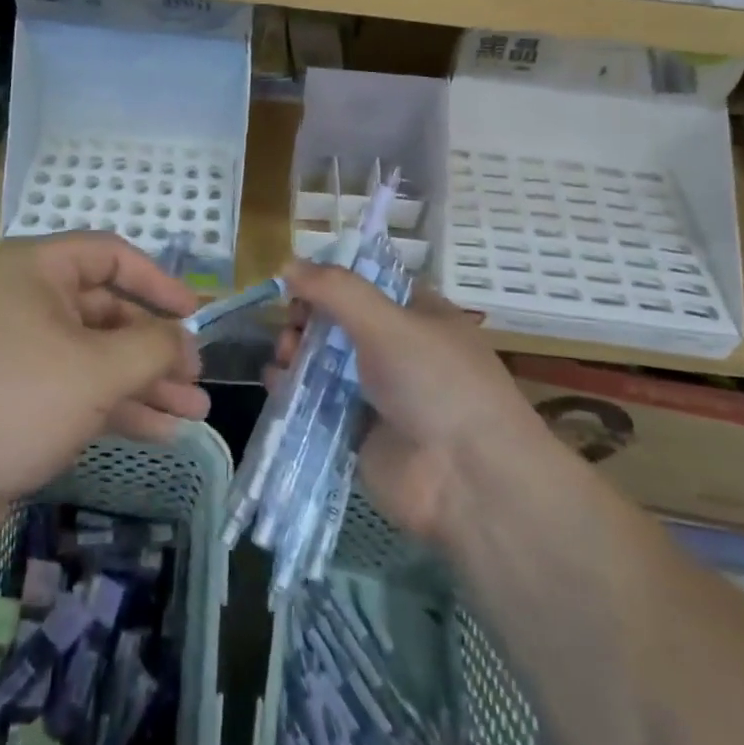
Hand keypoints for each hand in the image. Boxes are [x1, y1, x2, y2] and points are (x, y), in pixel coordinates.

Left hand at [0, 233, 209, 549]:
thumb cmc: (17, 400)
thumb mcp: (97, 368)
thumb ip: (152, 346)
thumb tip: (183, 339)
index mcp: (37, 270)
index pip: (110, 255)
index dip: (157, 281)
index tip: (194, 312)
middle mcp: (29, 300)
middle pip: (108, 311)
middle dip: (156, 346)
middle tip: (197, 376)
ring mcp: (23, 350)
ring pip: (98, 355)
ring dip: (146, 381)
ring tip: (195, 411)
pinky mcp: (21, 396)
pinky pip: (81, 388)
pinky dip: (119, 405)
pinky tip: (163, 431)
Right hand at [273, 261, 545, 546]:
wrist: (467, 481)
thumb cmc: (436, 382)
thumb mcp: (388, 321)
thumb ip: (335, 289)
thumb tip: (287, 263)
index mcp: (417, 315)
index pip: (367, 284)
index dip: (331, 279)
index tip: (297, 280)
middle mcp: (397, 350)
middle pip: (339, 322)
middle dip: (308, 318)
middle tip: (292, 324)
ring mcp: (377, 394)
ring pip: (323, 362)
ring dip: (296, 352)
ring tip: (284, 355)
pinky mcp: (357, 433)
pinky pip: (316, 403)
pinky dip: (293, 391)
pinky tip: (277, 382)